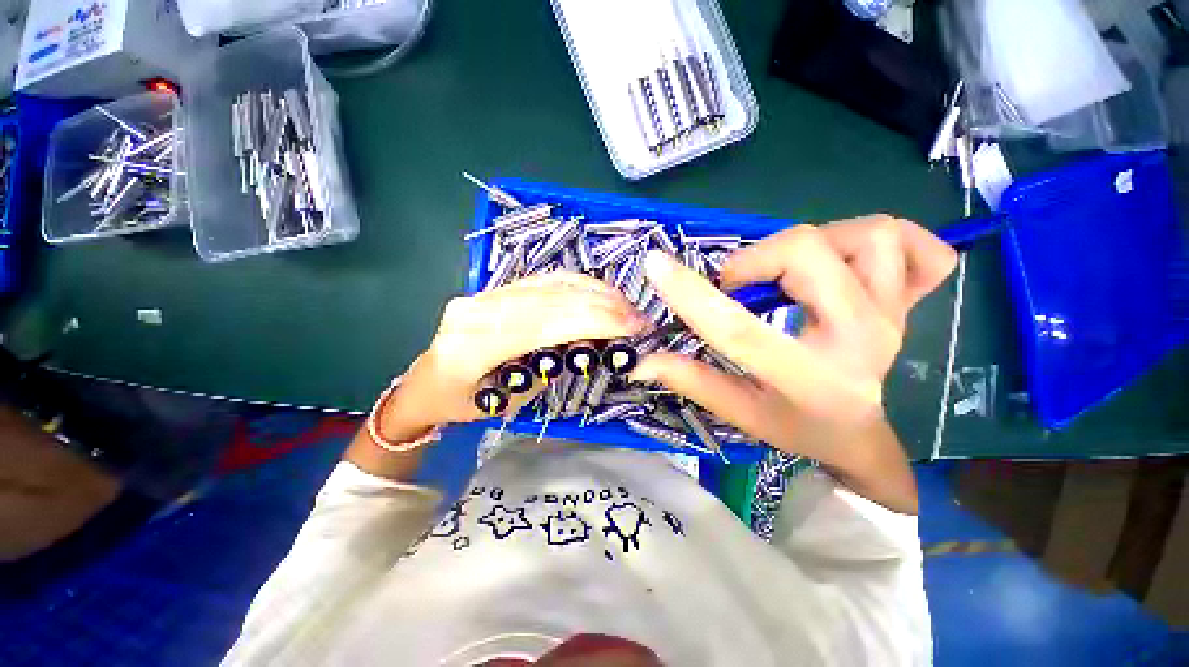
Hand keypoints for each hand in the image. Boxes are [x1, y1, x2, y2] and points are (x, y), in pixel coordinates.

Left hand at [375, 272, 648, 441]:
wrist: (423, 383)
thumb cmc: (462, 404)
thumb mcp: (506, 401)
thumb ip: (544, 368)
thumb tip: (588, 344)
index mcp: (472, 347)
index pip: (542, 324)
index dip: (590, 321)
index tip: (630, 327)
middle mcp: (476, 310)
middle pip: (549, 299)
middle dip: (600, 305)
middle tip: (637, 318)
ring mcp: (482, 294)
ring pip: (548, 283)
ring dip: (593, 291)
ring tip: (624, 305)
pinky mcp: (492, 288)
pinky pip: (542, 280)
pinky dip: (576, 284)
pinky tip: (599, 292)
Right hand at [631, 216, 954, 510]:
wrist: (859, 434)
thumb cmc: (794, 426)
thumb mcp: (737, 411)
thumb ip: (690, 380)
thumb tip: (640, 360)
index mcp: (807, 377)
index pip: (739, 328)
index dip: (691, 294)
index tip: (655, 265)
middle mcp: (859, 340)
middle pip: (807, 254)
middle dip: (757, 258)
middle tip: (739, 282)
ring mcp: (895, 316)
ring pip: (869, 235)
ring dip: (818, 242)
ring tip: (792, 271)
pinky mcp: (913, 304)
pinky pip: (924, 250)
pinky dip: (891, 241)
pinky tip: (856, 262)